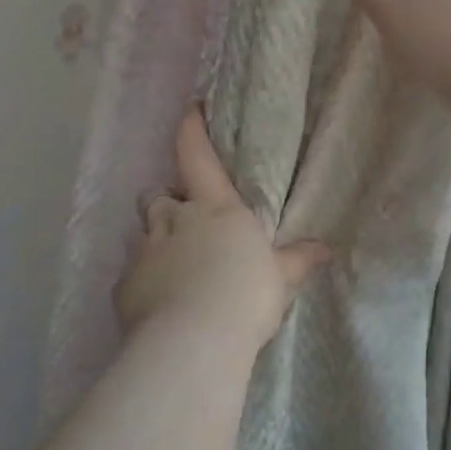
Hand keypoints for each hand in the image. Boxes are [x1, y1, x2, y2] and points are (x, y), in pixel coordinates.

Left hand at [114, 107, 330, 348]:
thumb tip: (326, 249)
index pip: (196, 156)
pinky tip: (158, 303)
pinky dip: (143, 281)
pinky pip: (131, 274)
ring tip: (172, 266)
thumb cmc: (246, 296)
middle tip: (184, 222)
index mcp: (214, 208)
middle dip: (167, 203)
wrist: (194, 340)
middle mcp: (173, 220)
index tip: (190, 109)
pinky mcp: (124, 286)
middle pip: (158, 196)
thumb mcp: (281, 277)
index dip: (191, 129)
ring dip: (155, 240)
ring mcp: (144, 251)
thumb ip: (298, 260)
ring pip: (142, 232)